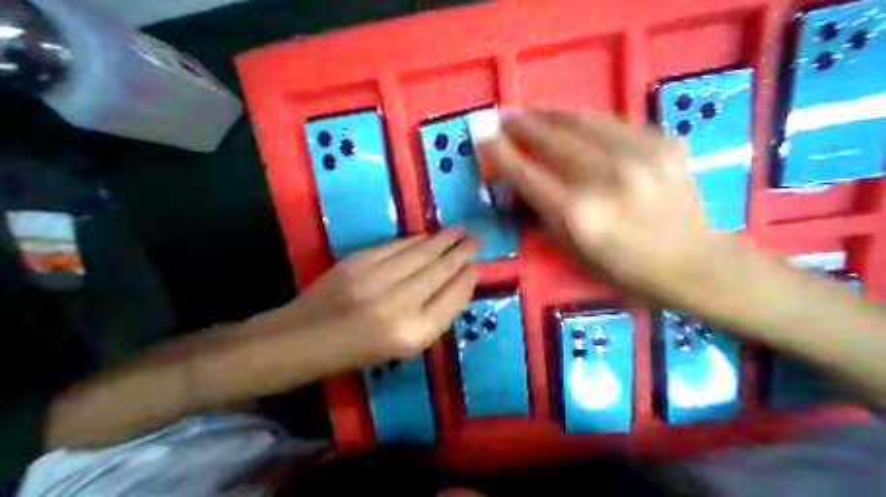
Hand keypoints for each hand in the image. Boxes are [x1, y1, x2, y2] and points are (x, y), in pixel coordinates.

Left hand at [280, 230, 481, 360]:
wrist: (300, 340)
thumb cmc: (356, 352)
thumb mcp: (403, 346)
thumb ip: (433, 316)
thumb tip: (456, 284)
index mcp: (412, 335)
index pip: (452, 298)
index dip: (467, 279)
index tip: (477, 266)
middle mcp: (398, 305)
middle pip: (440, 271)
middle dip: (461, 253)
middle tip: (477, 240)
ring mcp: (376, 279)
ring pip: (421, 253)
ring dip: (443, 240)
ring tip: (459, 230)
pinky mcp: (359, 262)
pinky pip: (397, 246)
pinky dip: (417, 239)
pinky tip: (429, 235)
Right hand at [473, 111, 742, 303]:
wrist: (689, 262)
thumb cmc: (616, 266)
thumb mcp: (568, 246)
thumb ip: (541, 210)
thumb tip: (522, 179)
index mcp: (576, 214)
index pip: (525, 174)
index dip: (500, 152)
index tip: (483, 135)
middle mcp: (604, 179)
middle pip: (551, 139)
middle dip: (521, 124)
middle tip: (503, 116)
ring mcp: (640, 155)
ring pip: (581, 121)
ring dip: (548, 115)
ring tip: (530, 113)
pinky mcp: (665, 141)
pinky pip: (611, 121)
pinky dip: (583, 120)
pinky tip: (570, 122)